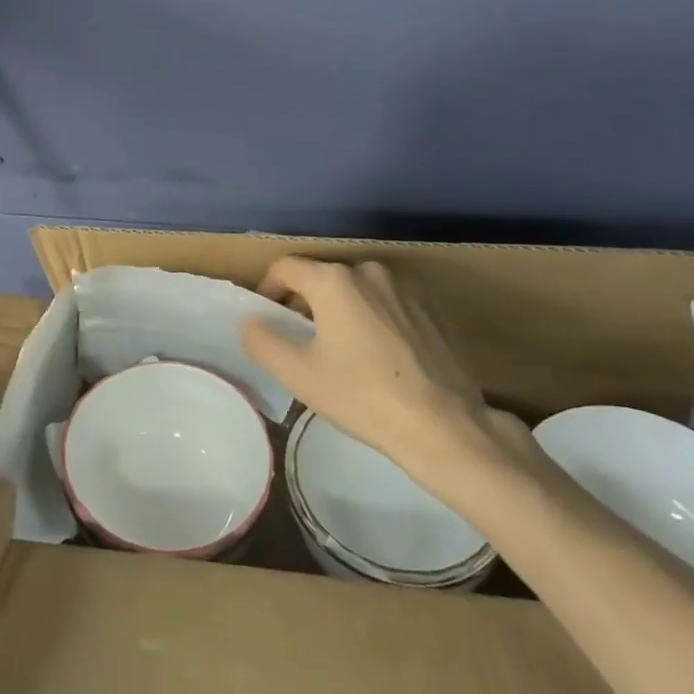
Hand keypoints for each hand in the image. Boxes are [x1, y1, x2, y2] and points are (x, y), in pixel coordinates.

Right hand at [239, 257, 529, 495]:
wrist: (444, 426)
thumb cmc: (362, 396)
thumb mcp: (299, 375)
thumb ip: (263, 341)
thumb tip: (249, 321)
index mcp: (334, 280)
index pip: (287, 267)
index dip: (269, 288)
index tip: (268, 316)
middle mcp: (369, 271)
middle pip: (323, 276)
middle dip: (307, 301)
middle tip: (303, 339)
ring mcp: (405, 287)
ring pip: (358, 289)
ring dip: (343, 309)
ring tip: (343, 349)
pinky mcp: (431, 308)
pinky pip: (388, 302)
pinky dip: (374, 318)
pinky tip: (380, 356)